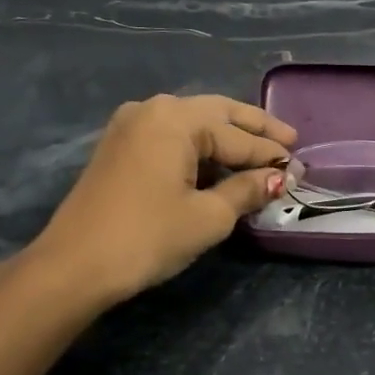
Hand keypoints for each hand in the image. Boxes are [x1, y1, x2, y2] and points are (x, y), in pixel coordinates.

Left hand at [33, 93, 295, 304]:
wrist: (74, 265)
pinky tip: (218, 162)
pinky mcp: (119, 147)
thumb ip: (247, 190)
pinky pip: (171, 137)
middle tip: (289, 140)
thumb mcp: (208, 217)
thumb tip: (278, 178)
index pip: (237, 136)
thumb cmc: (148, 237)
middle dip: (253, 129)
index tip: (300, 167)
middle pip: (216, 114)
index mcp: (176, 118)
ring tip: (260, 151)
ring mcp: (131, 126)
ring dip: (226, 138)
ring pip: (192, 124)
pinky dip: (199, 147)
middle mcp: (152, 109)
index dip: (271, 154)